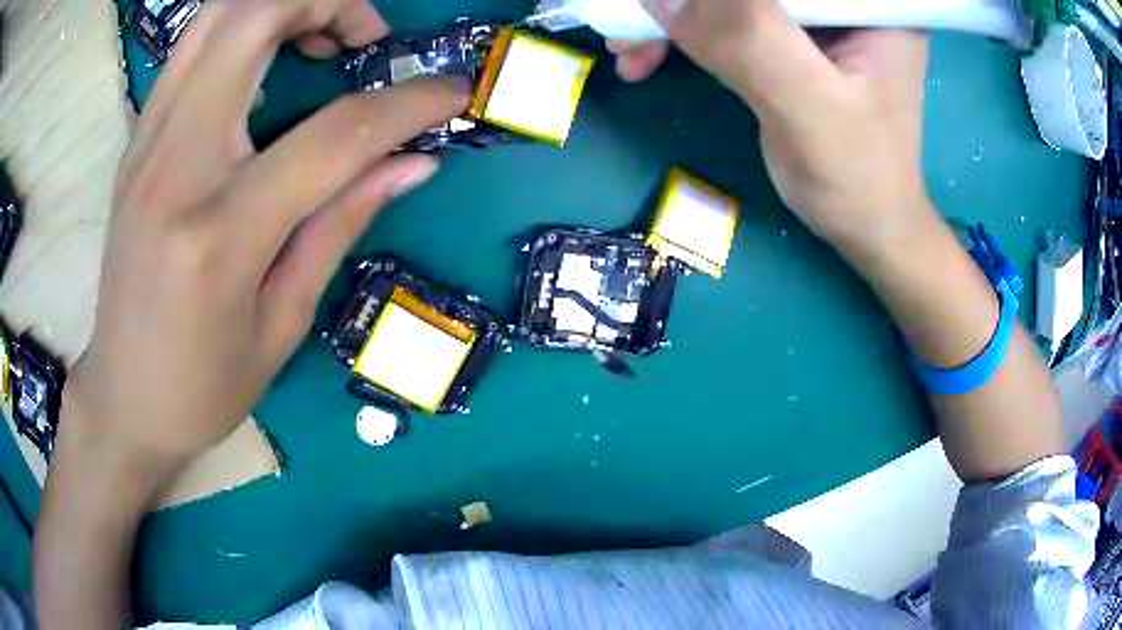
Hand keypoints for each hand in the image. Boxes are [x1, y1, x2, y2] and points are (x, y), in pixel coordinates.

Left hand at [61, 0, 469, 486]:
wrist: (123, 395)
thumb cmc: (203, 385)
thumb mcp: (283, 323)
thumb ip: (342, 222)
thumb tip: (414, 162)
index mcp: (220, 234)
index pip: (334, 134)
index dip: (409, 104)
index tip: (455, 92)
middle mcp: (174, 166)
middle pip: (255, 18)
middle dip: (329, 1)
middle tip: (368, 38)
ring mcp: (146, 143)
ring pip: (219, 15)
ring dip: (284, 5)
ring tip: (324, 38)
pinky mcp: (137, 140)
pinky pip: (194, 46)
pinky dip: (246, 26)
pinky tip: (272, 59)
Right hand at [618, 0, 930, 259]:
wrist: (867, 226)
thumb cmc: (858, 179)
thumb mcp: (812, 110)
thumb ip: (749, 43)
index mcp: (869, 3)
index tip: (668, 6)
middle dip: (687, 1)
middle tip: (629, 27)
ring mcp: (816, 15)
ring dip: (674, 14)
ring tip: (628, 49)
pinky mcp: (790, 36)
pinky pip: (725, 17)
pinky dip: (684, 31)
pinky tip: (650, 55)